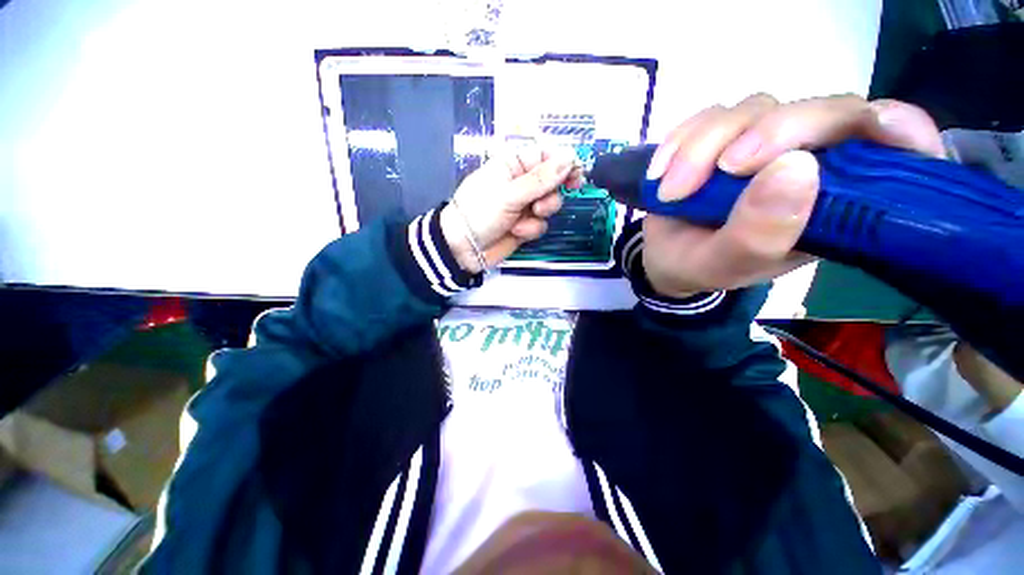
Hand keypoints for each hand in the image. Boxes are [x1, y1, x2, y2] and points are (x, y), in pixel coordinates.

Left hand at [440, 146, 583, 272]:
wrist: (464, 248)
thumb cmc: (480, 212)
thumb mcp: (509, 194)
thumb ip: (541, 179)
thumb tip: (570, 158)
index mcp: (513, 164)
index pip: (546, 154)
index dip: (563, 163)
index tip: (577, 175)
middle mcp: (521, 182)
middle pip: (553, 181)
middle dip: (551, 195)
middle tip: (541, 205)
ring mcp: (524, 205)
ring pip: (550, 204)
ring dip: (540, 214)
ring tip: (522, 220)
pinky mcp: (526, 224)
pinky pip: (541, 223)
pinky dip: (531, 228)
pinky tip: (516, 231)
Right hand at [642, 93, 945, 296]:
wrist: (663, 257)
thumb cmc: (699, 267)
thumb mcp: (724, 265)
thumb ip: (758, 234)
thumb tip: (795, 167)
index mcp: (832, 204)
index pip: (893, 149)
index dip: (898, 127)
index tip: (879, 126)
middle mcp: (808, 163)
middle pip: (820, 110)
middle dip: (770, 133)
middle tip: (721, 171)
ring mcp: (763, 143)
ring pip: (754, 108)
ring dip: (703, 147)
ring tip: (671, 192)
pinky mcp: (723, 135)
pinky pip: (708, 115)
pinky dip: (679, 140)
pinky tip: (659, 173)